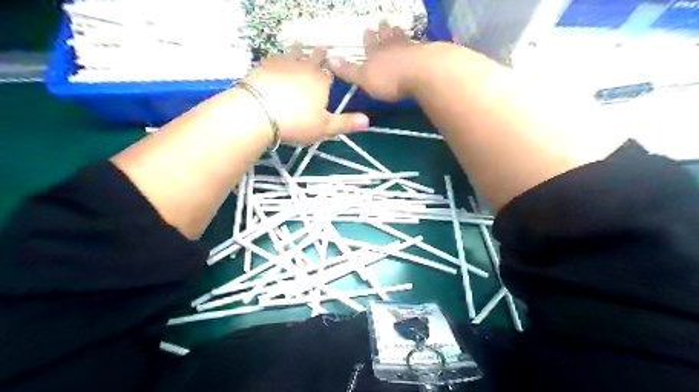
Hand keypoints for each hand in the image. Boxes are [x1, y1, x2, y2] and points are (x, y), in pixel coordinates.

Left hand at [244, 46, 366, 142]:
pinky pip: (275, 56)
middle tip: (320, 50)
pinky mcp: (265, 64)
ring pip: (295, 52)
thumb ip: (345, 123)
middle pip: (315, 57)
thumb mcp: (324, 128)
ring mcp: (284, 63)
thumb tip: (368, 120)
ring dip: (299, 50)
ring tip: (299, 47)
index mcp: (322, 82)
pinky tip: (276, 60)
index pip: (330, 74)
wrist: (258, 113)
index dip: (331, 74)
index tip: (330, 73)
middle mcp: (305, 67)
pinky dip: (279, 57)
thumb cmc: (296, 123)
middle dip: (319, 55)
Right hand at [329, 21, 419, 101]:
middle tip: (383, 21)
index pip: (369, 44)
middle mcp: (391, 48)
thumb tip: (329, 59)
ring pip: (402, 38)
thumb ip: (348, 70)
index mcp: (375, 54)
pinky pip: (420, 45)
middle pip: (386, 37)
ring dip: (398, 33)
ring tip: (397, 27)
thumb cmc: (389, 80)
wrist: (419, 73)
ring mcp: (409, 48)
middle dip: (383, 30)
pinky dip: (418, 42)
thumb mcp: (363, 78)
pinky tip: (420, 40)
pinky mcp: (425, 53)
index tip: (367, 29)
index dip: (368, 38)